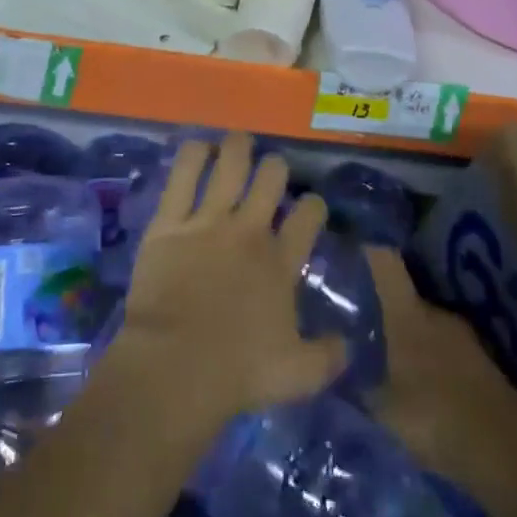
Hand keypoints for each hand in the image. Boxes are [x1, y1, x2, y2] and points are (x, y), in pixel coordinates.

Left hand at [113, 133, 346, 423]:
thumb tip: (347, 345)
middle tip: (270, 170)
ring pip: (229, 165)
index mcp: (281, 262)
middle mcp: (249, 231)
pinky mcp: (169, 222)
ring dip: (237, 148)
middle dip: (275, 168)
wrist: (176, 365)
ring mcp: (208, 222)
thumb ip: (328, 356)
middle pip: (271, 179)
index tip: (310, 205)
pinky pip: (182, 176)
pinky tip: (198, 146)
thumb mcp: (299, 374)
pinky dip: (192, 156)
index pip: (308, 216)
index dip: (313, 204)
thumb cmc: (239, 371)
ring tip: (238, 141)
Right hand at [364, 246, 516, 501]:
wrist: (509, 453)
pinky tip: (421, 382)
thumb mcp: (382, 408)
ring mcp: (465, 336)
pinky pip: (446, 349)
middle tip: (358, 322)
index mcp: (408, 313)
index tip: (347, 249)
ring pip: (426, 324)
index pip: (385, 262)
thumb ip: (357, 384)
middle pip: (405, 295)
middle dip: (383, 305)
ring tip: (387, 356)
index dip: (366, 251)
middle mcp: (437, 313)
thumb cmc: (435, 418)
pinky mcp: (484, 362)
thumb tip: (336, 366)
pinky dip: (432, 359)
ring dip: (410, 336)